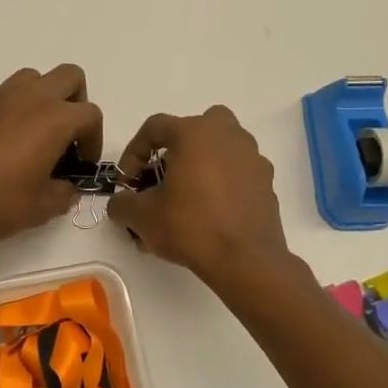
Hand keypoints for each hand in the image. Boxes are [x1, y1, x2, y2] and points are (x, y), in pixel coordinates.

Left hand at [0, 65, 102, 241]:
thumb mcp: (41, 208)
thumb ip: (64, 195)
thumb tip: (67, 189)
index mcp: (55, 118)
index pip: (91, 115)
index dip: (94, 140)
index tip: (82, 164)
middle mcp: (32, 97)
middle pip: (70, 77)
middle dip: (76, 102)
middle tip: (67, 137)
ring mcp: (2, 95)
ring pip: (36, 78)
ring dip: (45, 98)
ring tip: (38, 133)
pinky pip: (8, 92)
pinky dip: (17, 106)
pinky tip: (8, 139)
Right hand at [108, 106, 290, 285]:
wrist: (245, 260)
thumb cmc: (190, 226)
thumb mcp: (141, 216)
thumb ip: (122, 203)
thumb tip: (120, 203)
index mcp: (195, 133)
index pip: (154, 128)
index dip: (133, 153)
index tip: (127, 183)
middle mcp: (227, 135)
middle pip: (194, 128)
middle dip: (174, 150)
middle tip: (162, 178)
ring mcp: (252, 157)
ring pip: (220, 148)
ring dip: (200, 164)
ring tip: (185, 198)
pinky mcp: (266, 182)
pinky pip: (237, 172)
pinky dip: (222, 183)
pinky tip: (210, 212)